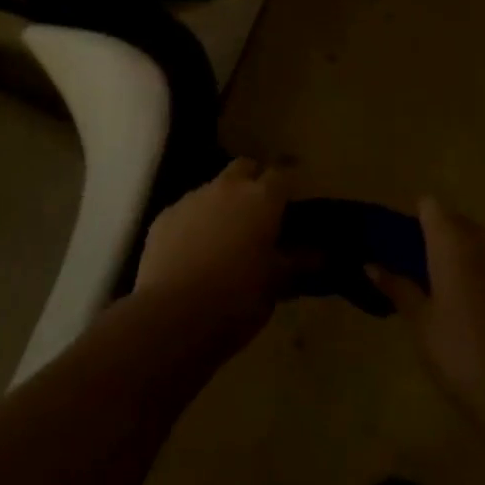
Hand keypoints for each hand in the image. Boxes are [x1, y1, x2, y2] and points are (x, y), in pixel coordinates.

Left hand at [135, 159, 294, 346]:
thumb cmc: (236, 300)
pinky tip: (193, 253)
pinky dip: (194, 223)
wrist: (172, 317)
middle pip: (244, 167)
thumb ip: (297, 263)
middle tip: (258, 212)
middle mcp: (227, 187)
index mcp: (261, 199)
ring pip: (213, 187)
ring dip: (222, 203)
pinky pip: (186, 210)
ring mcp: (192, 198)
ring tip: (223, 238)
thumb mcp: (275, 286)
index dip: (288, 183)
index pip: (282, 174)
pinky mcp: (164, 216)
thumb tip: (320, 253)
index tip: (291, 199)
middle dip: (253, 181)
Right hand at [370, 198, 484, 424]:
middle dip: (441, 239)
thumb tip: (371, 264)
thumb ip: (398, 287)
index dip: (417, 220)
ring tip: (457, 296)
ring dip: (468, 257)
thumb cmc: (461, 355)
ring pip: (483, 243)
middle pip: (457, 222)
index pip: (430, 206)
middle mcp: (484, 240)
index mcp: (451, 242)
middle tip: (427, 275)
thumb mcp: (421, 324)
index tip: (407, 247)